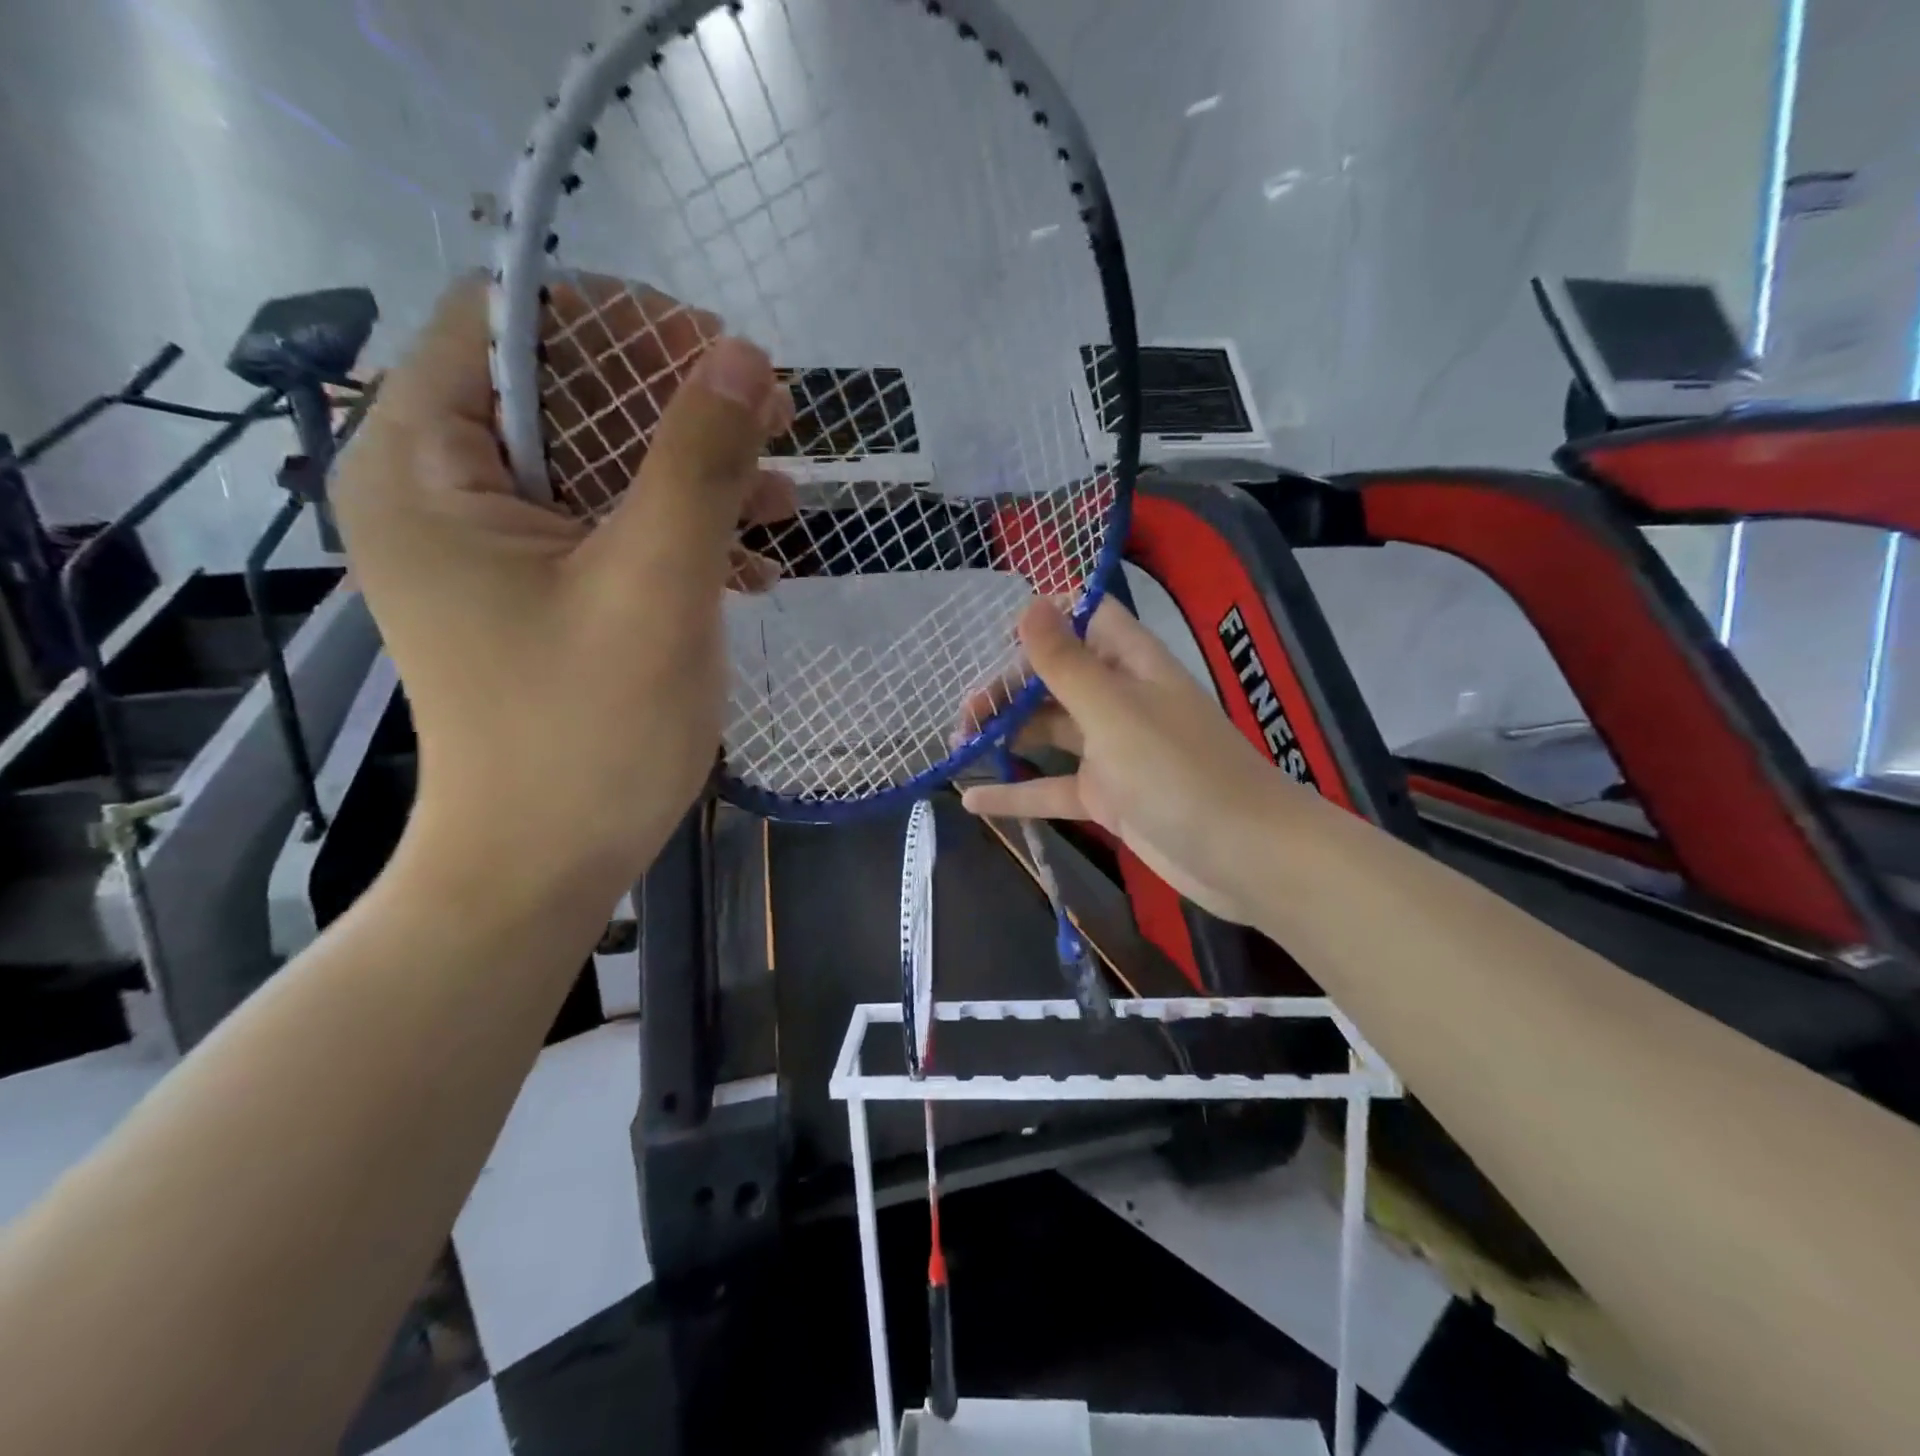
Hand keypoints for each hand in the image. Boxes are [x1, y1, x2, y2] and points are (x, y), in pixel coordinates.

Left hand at [332, 277, 794, 905]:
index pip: (511, 323)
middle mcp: (445, 489)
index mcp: (426, 464)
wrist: (546, 865)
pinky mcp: (542, 592)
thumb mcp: (655, 585)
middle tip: (775, 422)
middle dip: (678, 403)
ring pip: (604, 463)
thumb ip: (697, 462)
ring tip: (784, 501)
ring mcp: (497, 547)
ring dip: (697, 471)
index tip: (720, 357)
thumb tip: (745, 356)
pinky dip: (684, 531)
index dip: (621, 323)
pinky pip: (614, 527)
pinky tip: (754, 563)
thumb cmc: (587, 732)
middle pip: (567, 393)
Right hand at [959, 599, 1310, 924]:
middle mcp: (1120, 699)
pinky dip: (1017, 793)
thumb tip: (1028, 602)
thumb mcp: (1113, 712)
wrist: (1245, 856)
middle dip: (1008, 689)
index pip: (1085, 618)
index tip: (990, 636)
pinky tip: (971, 799)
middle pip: (1055, 678)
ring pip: (1049, 732)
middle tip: (963, 715)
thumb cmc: (1179, 771)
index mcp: (1131, 663)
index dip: (1043, 618)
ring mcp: (1113, 751)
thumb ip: (1065, 662)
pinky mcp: (1108, 798)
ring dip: (1006, 736)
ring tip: (957, 746)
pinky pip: (1054, 787)